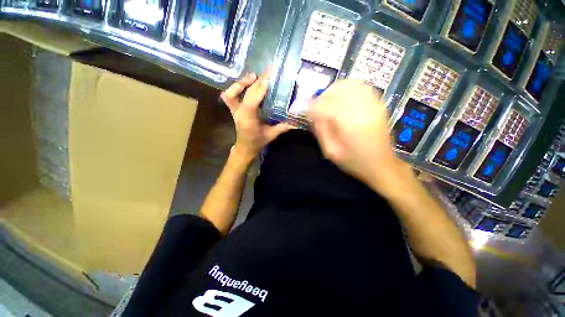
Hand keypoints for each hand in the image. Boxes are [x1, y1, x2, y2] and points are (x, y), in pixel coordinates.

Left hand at [220, 67, 291, 160]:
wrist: (245, 147)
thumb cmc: (257, 142)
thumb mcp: (271, 135)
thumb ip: (283, 127)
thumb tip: (297, 121)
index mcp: (248, 121)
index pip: (252, 102)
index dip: (259, 89)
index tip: (268, 78)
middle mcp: (239, 114)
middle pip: (245, 95)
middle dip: (256, 82)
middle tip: (266, 72)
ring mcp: (234, 111)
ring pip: (231, 94)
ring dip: (242, 83)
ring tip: (254, 76)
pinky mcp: (233, 109)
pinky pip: (229, 96)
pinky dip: (236, 88)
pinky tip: (247, 84)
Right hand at [307, 80, 408, 192]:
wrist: (381, 164)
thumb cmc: (354, 161)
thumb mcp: (330, 151)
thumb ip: (320, 131)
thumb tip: (312, 114)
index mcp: (348, 125)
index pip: (324, 106)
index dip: (311, 107)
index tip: (305, 112)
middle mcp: (361, 109)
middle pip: (336, 91)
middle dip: (321, 97)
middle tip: (316, 107)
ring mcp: (372, 104)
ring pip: (348, 85)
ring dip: (333, 91)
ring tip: (327, 101)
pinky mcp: (377, 103)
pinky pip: (360, 86)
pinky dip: (347, 88)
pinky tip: (342, 97)